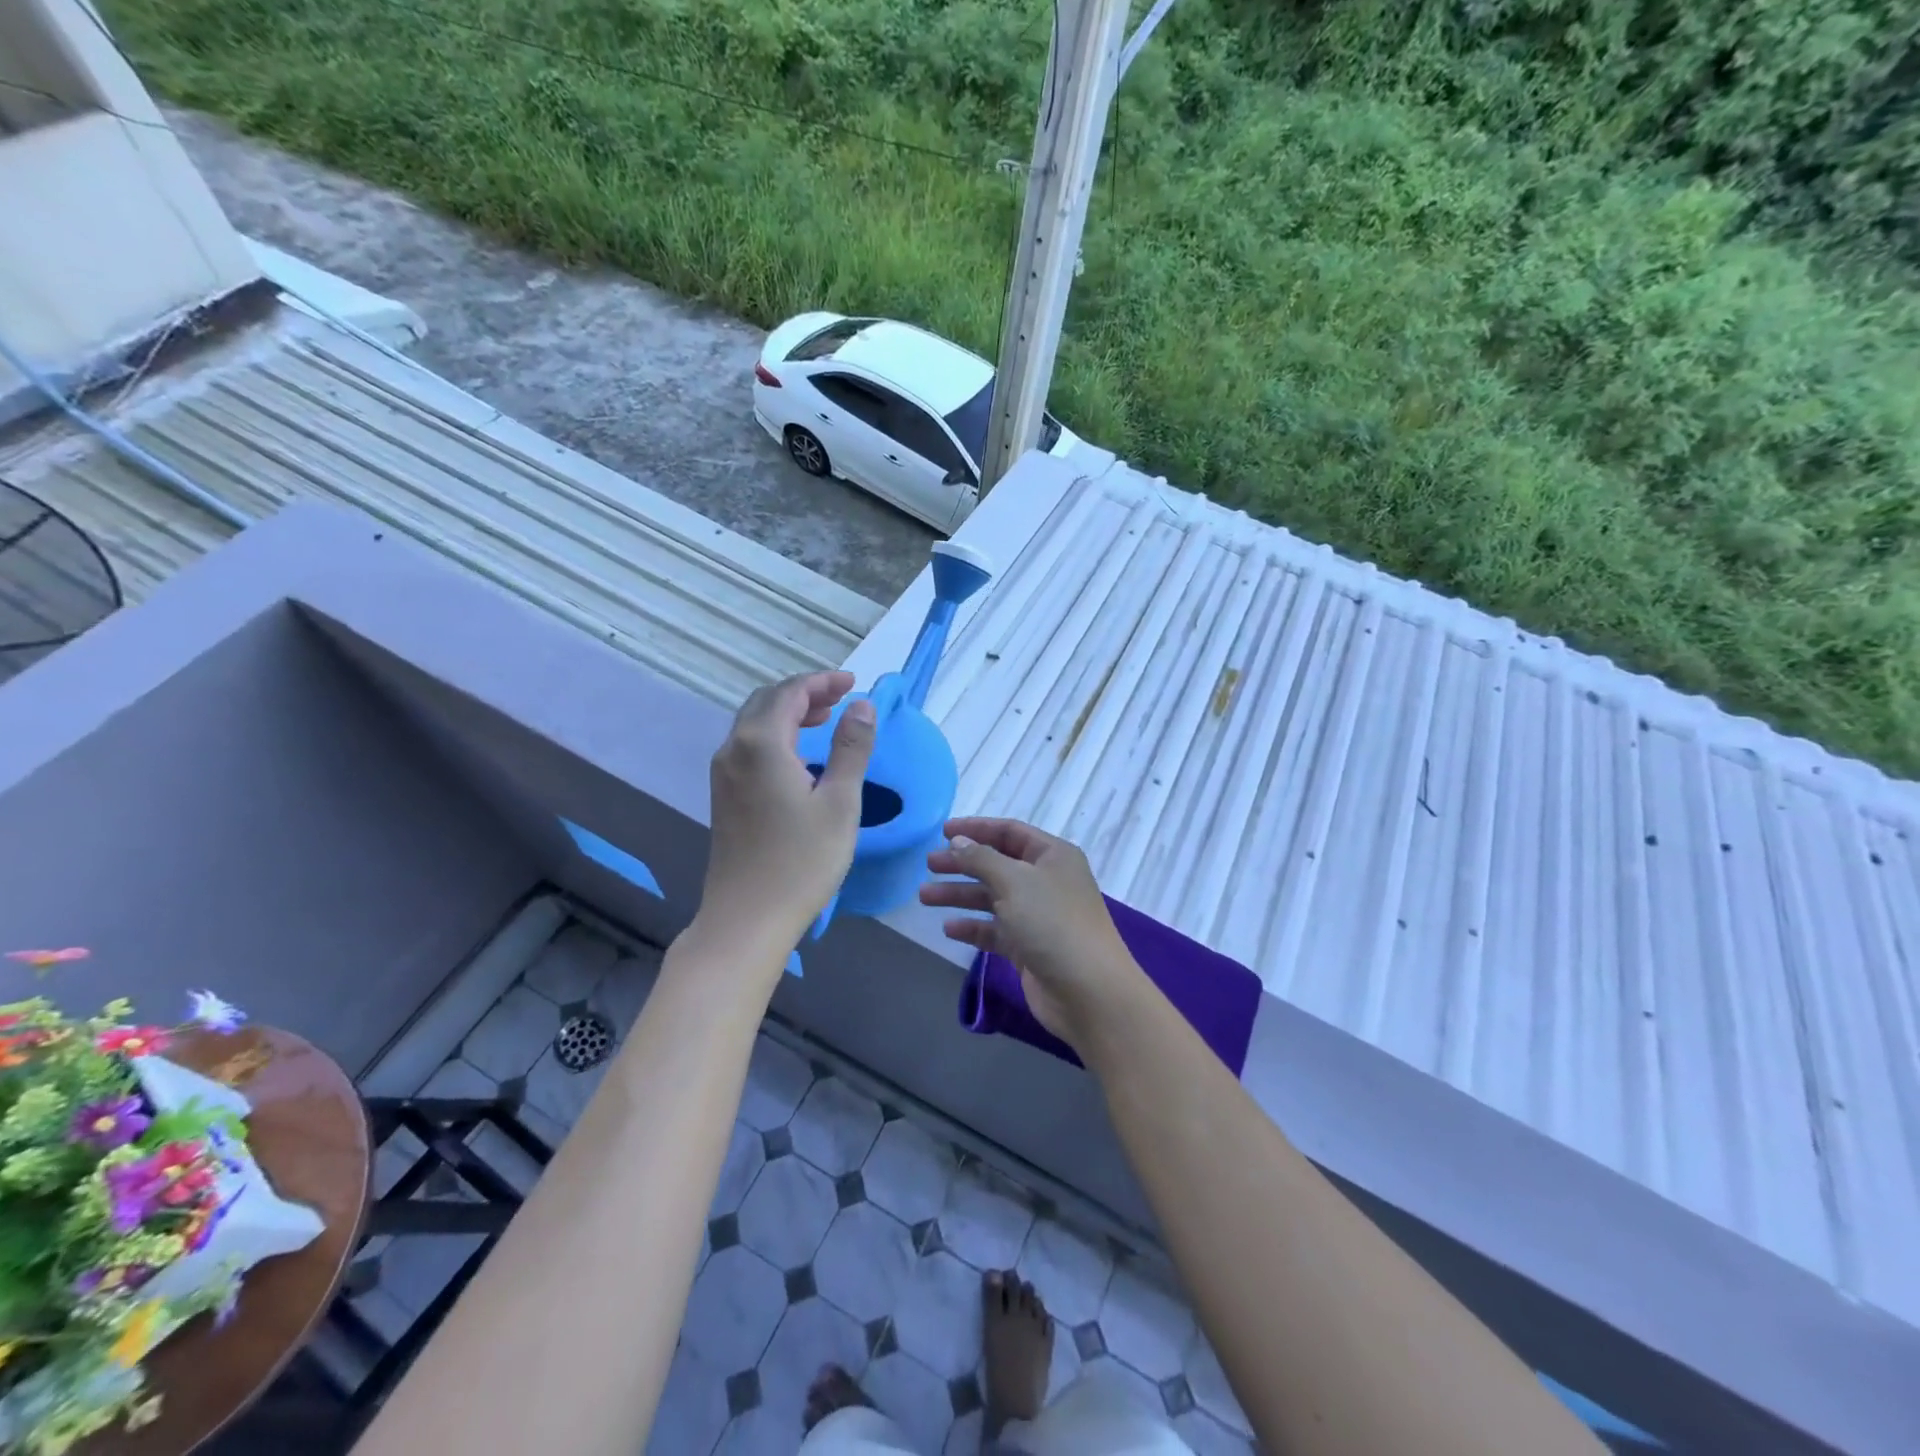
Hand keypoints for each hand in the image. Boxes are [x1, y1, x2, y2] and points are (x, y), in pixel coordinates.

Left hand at [699, 671, 875, 961]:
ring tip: (826, 719)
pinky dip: (776, 735)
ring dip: (789, 713)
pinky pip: (748, 746)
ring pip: (754, 723)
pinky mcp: (723, 795)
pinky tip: (799, 756)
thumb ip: (851, 748)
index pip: (790, 692)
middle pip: (767, 702)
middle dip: (805, 693)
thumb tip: (863, 706)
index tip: (854, 684)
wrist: (747, 918)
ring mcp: (723, 774)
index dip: (823, 682)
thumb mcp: (839, 802)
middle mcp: (734, 749)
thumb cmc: (801, 861)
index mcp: (761, 743)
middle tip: (842, 699)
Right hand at [921, 817, 1144, 1049]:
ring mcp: (1039, 916)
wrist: (1088, 991)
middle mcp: (1047, 881)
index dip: (976, 829)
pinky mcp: (1030, 948)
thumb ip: (981, 858)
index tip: (942, 831)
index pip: (1010, 832)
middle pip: (998, 865)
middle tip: (929, 864)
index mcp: (1053, 856)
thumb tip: (958, 841)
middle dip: (963, 864)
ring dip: (961, 896)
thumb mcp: (1014, 881)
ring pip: (993, 898)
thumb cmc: (1052, 923)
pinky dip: (973, 928)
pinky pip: (996, 930)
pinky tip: (949, 928)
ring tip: (924, 896)